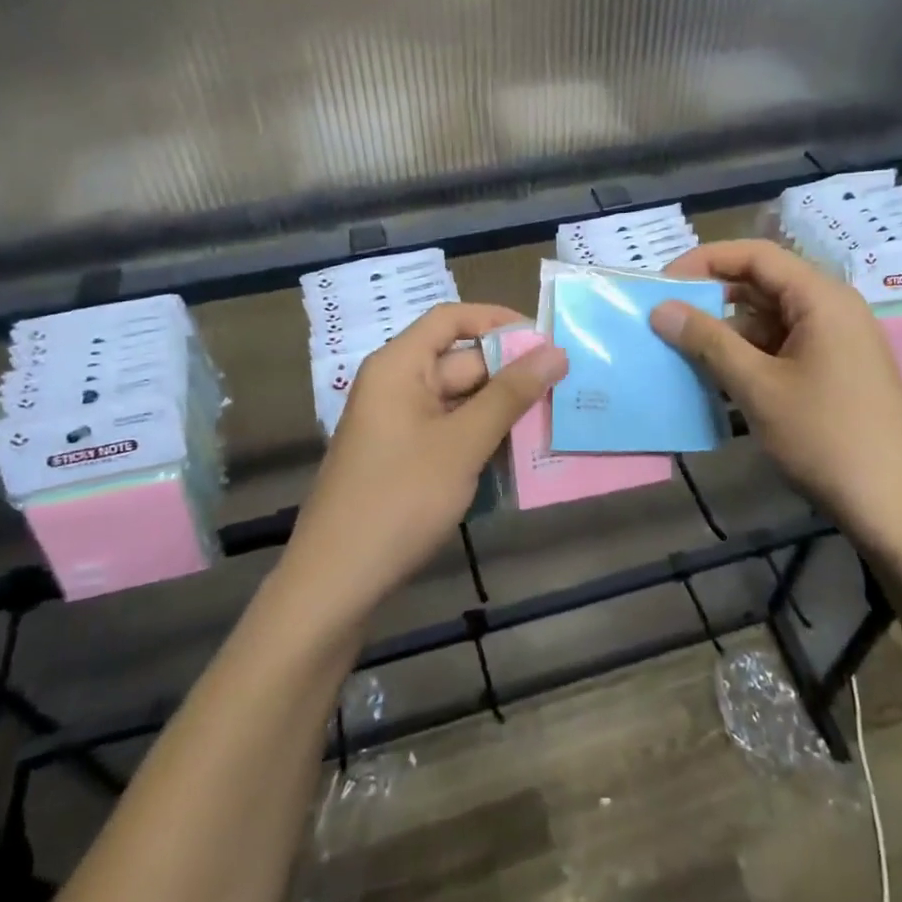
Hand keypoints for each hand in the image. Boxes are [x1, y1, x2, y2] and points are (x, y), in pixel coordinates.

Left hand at [282, 303, 566, 624]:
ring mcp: (399, 424)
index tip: (545, 339)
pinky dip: (483, 437)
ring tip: (555, 419)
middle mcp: (396, 386)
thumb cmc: (399, 499)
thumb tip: (555, 351)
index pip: (451, 318)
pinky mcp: (404, 458)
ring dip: (502, 410)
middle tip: (565, 387)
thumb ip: (510, 394)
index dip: (498, 320)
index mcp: (399, 366)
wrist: (336, 583)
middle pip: (460, 361)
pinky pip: (451, 432)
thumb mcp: (462, 443)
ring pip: (461, 401)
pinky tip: (520, 455)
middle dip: (511, 374)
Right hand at [652, 240, 901, 558]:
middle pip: (763, 283)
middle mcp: (833, 309)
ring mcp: (838, 341)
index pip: (755, 255)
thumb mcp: (758, 387)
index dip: (704, 260)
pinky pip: (784, 345)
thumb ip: (707, 341)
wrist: (897, 509)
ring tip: (684, 350)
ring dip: (727, 330)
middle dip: (712, 297)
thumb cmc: (826, 438)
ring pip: (771, 318)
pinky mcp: (837, 371)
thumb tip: (660, 308)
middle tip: (667, 316)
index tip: (662, 283)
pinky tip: (719, 378)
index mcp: (821, 298)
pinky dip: (749, 354)